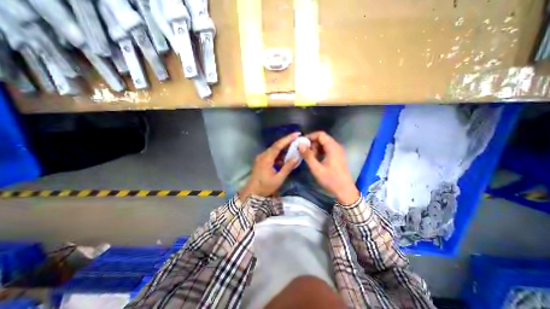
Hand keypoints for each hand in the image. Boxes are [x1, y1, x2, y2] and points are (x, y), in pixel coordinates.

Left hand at [240, 132, 299, 199]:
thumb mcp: (278, 178)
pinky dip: (279, 154)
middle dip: (287, 141)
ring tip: (294, 146)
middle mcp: (263, 155)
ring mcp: (261, 157)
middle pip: (276, 145)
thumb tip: (297, 157)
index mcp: (267, 158)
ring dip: (283, 148)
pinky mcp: (261, 161)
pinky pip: (271, 154)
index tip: (297, 134)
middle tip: (297, 139)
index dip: (288, 138)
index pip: (278, 145)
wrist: (252, 193)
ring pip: (274, 149)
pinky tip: (285, 156)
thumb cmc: (265, 187)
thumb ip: (287, 167)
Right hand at [297, 130, 361, 204]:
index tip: (302, 143)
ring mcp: (338, 151)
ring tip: (310, 157)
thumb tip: (300, 144)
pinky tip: (316, 159)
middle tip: (305, 152)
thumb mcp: (316, 168)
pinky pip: (327, 149)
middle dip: (312, 143)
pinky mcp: (338, 156)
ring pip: (325, 144)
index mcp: (332, 147)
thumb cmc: (330, 180)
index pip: (320, 134)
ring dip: (316, 148)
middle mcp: (336, 146)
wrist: (345, 191)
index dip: (310, 136)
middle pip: (322, 138)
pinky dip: (320, 151)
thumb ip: (308, 155)